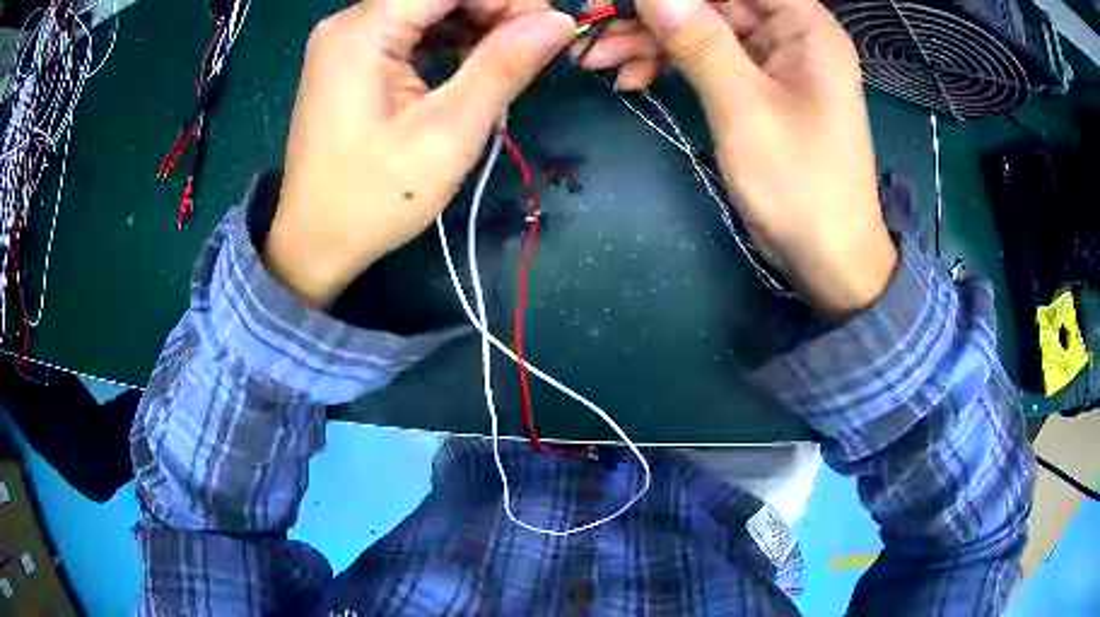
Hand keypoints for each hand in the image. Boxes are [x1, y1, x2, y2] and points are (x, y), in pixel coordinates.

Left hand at [265, 0, 574, 305]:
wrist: (314, 242)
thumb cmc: (374, 196)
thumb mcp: (448, 132)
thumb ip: (503, 67)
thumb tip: (558, 22)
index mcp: (364, 31)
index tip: (548, 28)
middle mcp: (348, 23)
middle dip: (492, 9)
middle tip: (534, 46)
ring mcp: (345, 42)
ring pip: (425, 9)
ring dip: (473, 23)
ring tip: (509, 59)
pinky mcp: (349, 61)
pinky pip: (407, 31)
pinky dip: (445, 40)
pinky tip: (472, 64)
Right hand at [580, 0, 896, 315]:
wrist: (829, 260)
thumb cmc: (801, 186)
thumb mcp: (744, 109)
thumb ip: (699, 41)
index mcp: (805, 27)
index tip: (626, 0)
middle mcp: (792, 34)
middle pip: (715, 2)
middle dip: (655, 14)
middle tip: (596, 27)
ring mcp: (776, 61)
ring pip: (704, 29)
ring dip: (652, 40)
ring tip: (598, 59)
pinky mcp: (761, 87)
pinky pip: (710, 60)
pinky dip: (672, 66)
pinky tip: (632, 80)